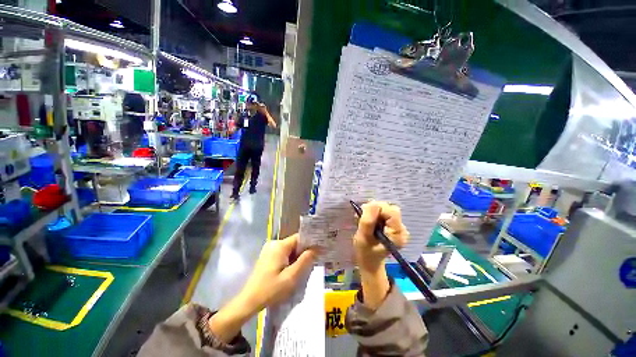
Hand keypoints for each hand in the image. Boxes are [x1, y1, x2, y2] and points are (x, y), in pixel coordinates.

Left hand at [209, 234, 315, 341]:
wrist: (248, 301)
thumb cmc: (270, 290)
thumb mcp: (291, 277)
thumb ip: (305, 261)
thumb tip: (316, 248)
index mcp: (280, 246)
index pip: (299, 238)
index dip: (310, 243)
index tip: (319, 250)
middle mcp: (274, 244)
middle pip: (295, 243)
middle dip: (304, 252)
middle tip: (312, 263)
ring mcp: (270, 250)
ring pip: (290, 249)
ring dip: (297, 257)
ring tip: (304, 269)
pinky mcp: (268, 257)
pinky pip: (284, 254)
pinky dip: (290, 260)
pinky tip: (293, 271)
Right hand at [353, 201, 408, 272]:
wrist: (369, 261)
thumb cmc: (365, 252)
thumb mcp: (363, 238)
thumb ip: (368, 221)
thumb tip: (372, 204)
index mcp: (398, 234)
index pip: (392, 212)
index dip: (378, 209)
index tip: (365, 214)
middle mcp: (402, 229)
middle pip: (390, 209)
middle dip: (374, 209)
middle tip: (362, 216)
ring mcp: (398, 227)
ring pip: (386, 209)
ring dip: (373, 211)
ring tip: (363, 219)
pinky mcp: (393, 225)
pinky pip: (384, 213)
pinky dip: (374, 214)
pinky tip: (368, 221)